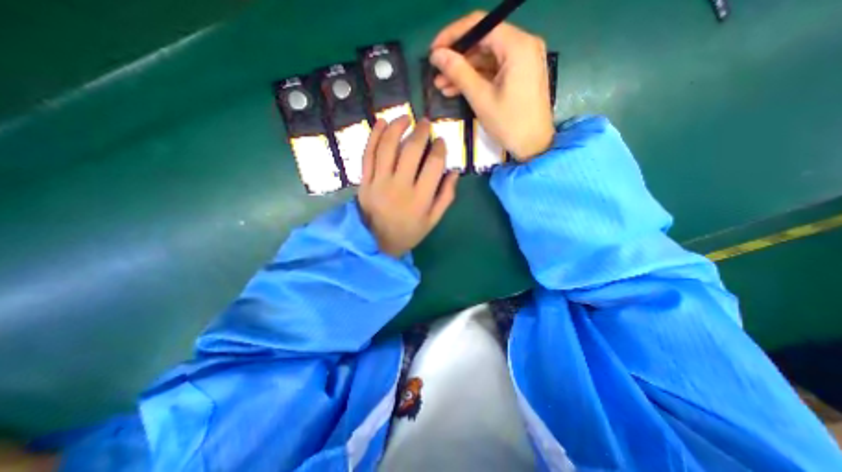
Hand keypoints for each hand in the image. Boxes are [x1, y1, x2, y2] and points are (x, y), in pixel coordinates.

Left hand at [356, 119, 459, 258]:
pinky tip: (381, 123)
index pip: (433, 165)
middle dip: (421, 132)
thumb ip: (446, 196)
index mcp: (420, 199)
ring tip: (406, 118)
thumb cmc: (409, 232)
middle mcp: (399, 187)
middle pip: (411, 151)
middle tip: (426, 123)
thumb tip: (454, 172)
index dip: (439, 149)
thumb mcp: (433, 220)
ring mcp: (379, 183)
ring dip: (397, 127)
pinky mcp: (364, 182)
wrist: (378, 243)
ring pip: (387, 148)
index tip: (440, 142)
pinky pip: (368, 155)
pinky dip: (374, 136)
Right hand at [430, 11, 556, 159]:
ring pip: (486, 58)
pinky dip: (475, 79)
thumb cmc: (509, 124)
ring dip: (463, 71)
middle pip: (483, 41)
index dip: (452, 36)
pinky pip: (493, 70)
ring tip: (441, 85)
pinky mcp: (519, 75)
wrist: (534, 146)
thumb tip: (436, 55)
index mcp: (517, 45)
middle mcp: (523, 45)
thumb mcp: (481, 98)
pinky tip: (456, 89)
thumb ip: (458, 72)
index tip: (433, 51)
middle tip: (436, 73)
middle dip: (457, 58)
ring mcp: (522, 61)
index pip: (480, 25)